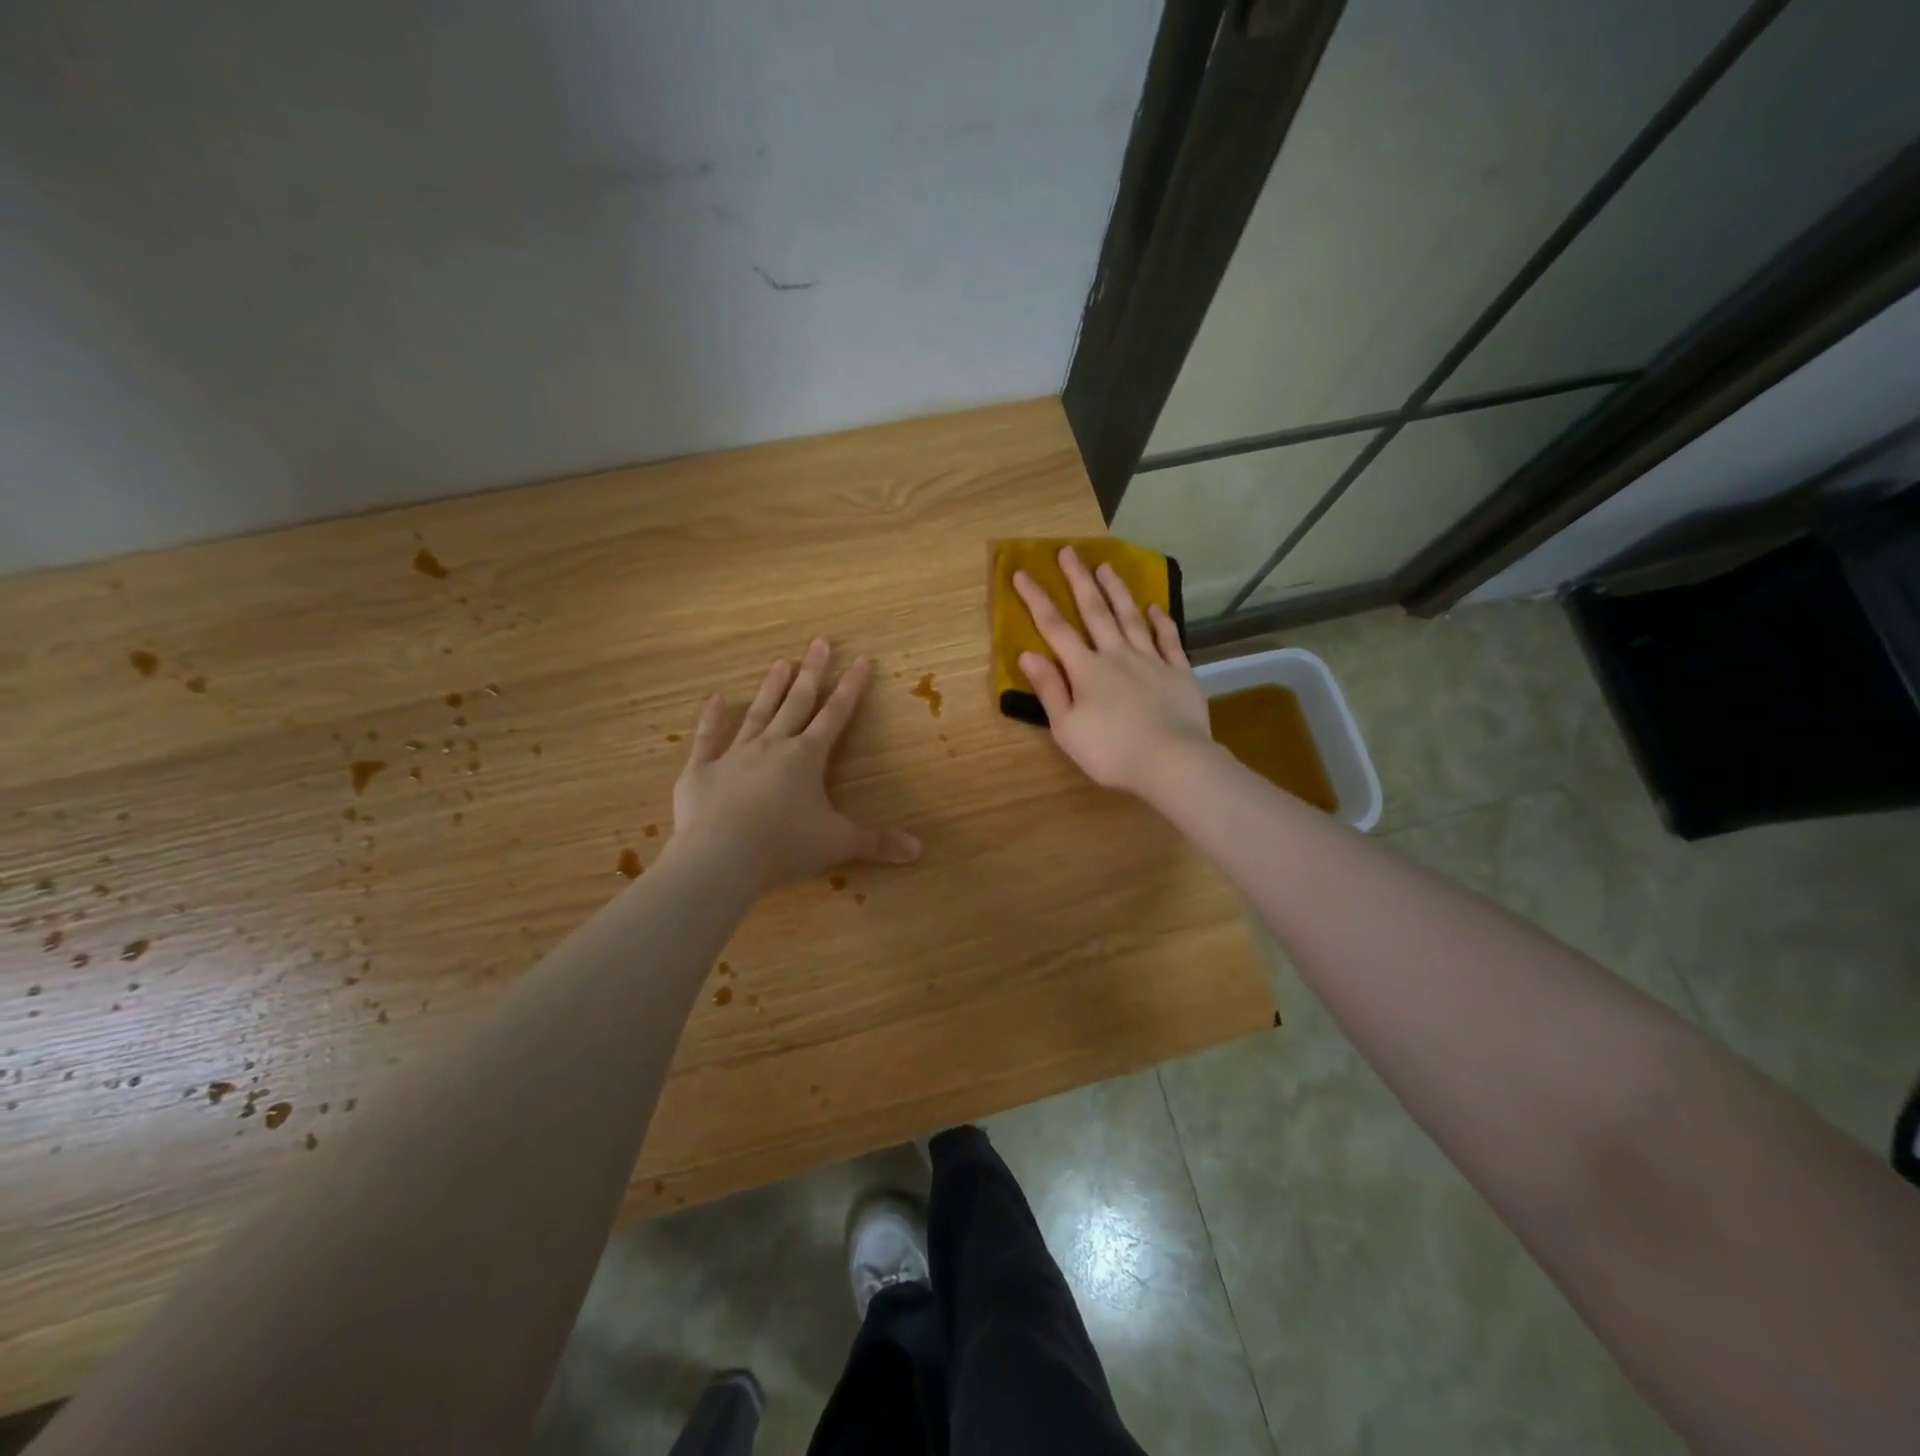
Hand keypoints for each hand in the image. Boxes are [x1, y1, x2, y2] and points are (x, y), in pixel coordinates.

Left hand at [671, 637, 921, 891]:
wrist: (719, 859)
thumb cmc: (784, 847)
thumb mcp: (837, 844)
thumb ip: (877, 843)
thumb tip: (919, 850)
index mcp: (807, 758)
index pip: (835, 716)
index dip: (851, 688)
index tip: (861, 659)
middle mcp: (772, 747)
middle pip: (796, 703)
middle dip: (812, 673)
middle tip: (819, 642)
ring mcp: (733, 755)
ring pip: (757, 714)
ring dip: (771, 689)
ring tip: (780, 662)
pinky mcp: (700, 772)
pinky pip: (707, 739)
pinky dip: (711, 719)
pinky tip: (715, 699)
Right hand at [1013, 546, 1213, 797]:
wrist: (1171, 761)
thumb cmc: (1111, 751)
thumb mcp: (1066, 728)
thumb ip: (1049, 689)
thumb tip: (1028, 654)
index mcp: (1086, 669)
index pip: (1055, 628)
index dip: (1037, 599)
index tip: (1023, 572)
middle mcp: (1117, 655)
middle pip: (1095, 611)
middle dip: (1079, 580)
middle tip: (1069, 551)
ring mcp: (1151, 660)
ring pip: (1131, 617)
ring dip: (1117, 590)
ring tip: (1107, 566)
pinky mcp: (1179, 672)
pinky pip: (1169, 640)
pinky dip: (1161, 621)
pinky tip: (1155, 607)